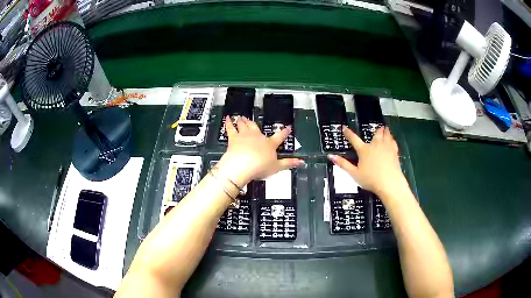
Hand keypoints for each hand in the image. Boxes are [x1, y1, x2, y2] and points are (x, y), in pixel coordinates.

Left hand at [217, 116, 303, 186]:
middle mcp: (257, 137)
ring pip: (244, 125)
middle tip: (251, 118)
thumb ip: (289, 163)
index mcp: (269, 144)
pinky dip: (229, 123)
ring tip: (241, 117)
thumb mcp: (277, 167)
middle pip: (256, 127)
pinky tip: (227, 118)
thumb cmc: (260, 167)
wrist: (243, 165)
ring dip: (243, 120)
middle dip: (254, 123)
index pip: (279, 136)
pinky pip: (230, 128)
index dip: (285, 132)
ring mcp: (245, 135)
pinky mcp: (233, 138)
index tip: (288, 127)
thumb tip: (301, 162)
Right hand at [328, 126, 405, 197]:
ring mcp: (386, 148)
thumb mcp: (354, 174)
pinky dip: (392, 139)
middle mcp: (375, 146)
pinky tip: (392, 139)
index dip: (348, 133)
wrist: (390, 183)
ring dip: (385, 131)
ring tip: (385, 128)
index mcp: (364, 150)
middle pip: (376, 134)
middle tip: (378, 126)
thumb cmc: (370, 179)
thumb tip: (331, 156)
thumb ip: (343, 164)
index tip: (344, 128)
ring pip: (386, 135)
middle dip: (377, 130)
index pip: (354, 139)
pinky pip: (393, 142)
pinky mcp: (394, 152)